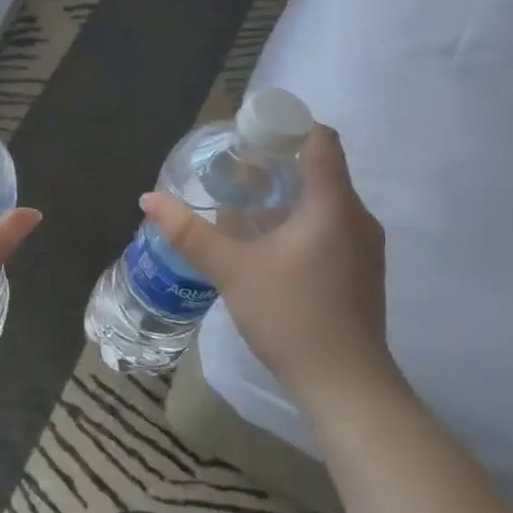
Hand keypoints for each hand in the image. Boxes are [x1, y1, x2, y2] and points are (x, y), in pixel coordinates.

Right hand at [141, 124, 397, 416]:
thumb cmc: (291, 315)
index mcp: (333, 204)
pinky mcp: (360, 271)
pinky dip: (298, 220)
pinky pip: (329, 225)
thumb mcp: (231, 270)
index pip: (319, 139)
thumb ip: (189, 232)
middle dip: (275, 162)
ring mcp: (364, 246)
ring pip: (324, 200)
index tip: (247, 136)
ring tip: (242, 205)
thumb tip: (148, 198)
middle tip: (231, 171)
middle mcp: (357, 216)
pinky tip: (266, 244)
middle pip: (319, 167)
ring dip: (285, 194)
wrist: (346, 386)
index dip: (285, 126)